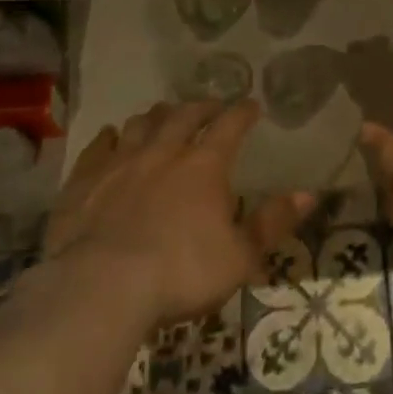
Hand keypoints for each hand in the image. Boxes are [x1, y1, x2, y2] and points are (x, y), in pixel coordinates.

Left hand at [44, 99, 311, 327]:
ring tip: (163, 115)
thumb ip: (272, 223)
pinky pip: (97, 148)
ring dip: (156, 116)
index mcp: (205, 165)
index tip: (252, 105)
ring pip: (141, 124)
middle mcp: (164, 152)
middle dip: (201, 107)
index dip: (243, 112)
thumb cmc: (181, 273)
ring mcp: (120, 163)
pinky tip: (110, 136)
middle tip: (211, 106)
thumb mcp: (240, 257)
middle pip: (184, 116)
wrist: (100, 289)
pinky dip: (108, 138)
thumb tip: (309, 194)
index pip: (230, 125)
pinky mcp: (83, 181)